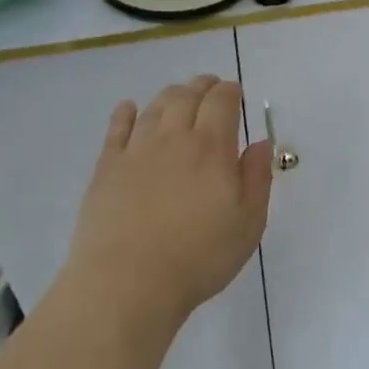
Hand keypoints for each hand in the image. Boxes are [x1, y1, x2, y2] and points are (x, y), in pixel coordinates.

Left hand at [62, 77, 273, 331]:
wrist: (128, 283)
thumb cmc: (199, 257)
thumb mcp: (248, 224)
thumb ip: (257, 178)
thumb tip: (261, 142)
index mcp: (212, 148)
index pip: (222, 101)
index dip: (231, 91)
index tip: (237, 93)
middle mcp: (174, 138)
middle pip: (187, 95)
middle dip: (202, 86)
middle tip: (211, 87)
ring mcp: (136, 150)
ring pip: (155, 106)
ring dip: (171, 95)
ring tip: (180, 97)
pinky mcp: (106, 167)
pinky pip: (117, 127)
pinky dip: (127, 112)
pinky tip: (130, 109)